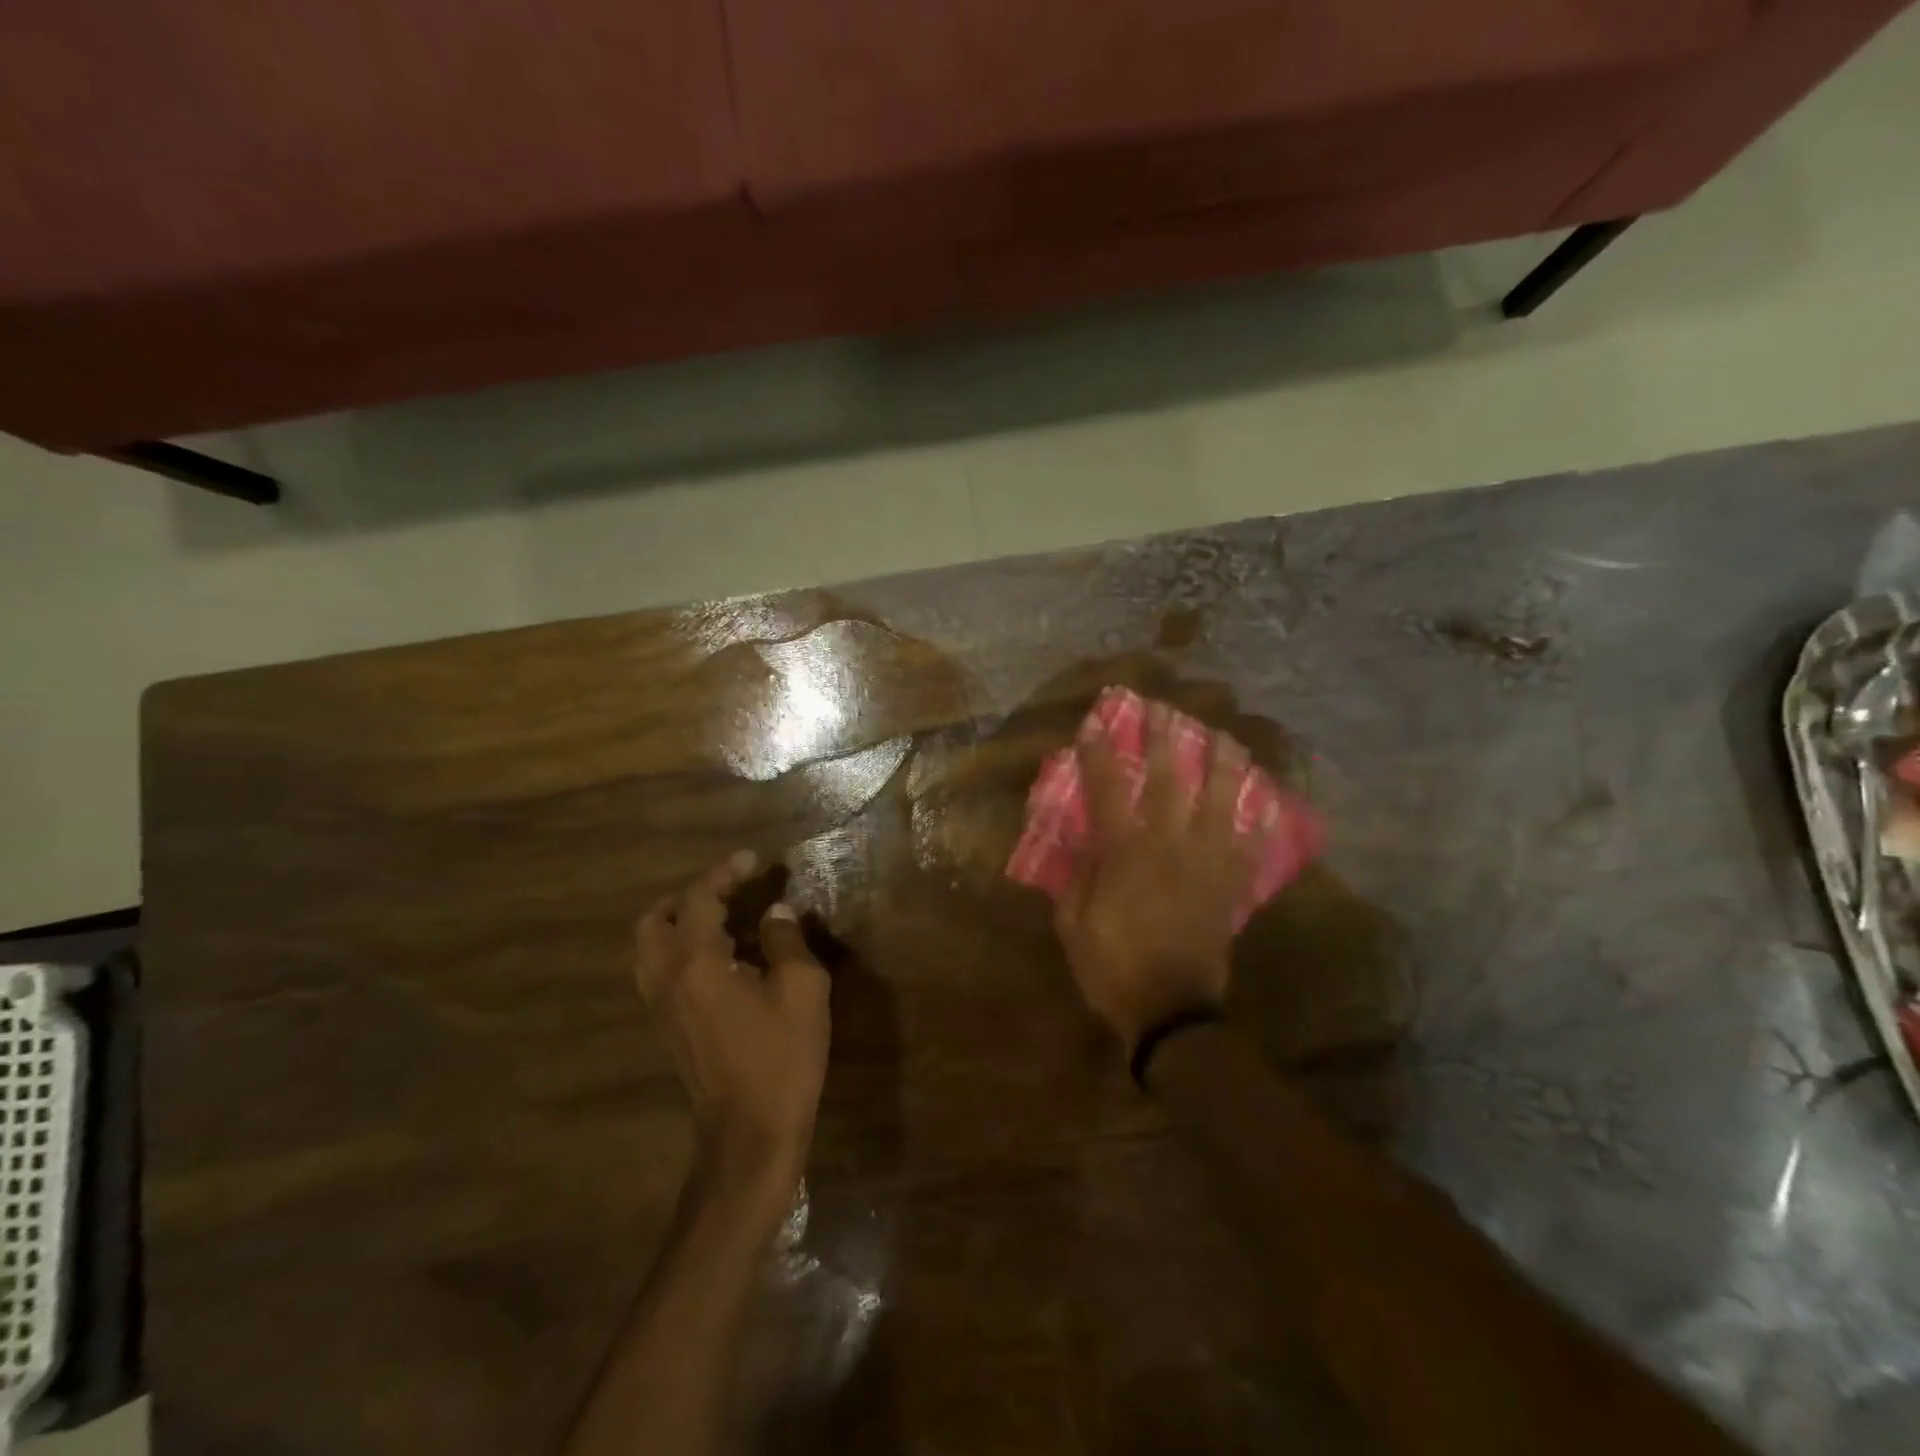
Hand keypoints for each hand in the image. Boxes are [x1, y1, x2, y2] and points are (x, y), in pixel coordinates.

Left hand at [635, 852, 830, 1199]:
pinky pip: (660, 970)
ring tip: (724, 918)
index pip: (698, 899)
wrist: (749, 1134)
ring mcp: (660, 1007)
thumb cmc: (781, 1057)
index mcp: (696, 963)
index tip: (753, 859)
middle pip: (654, 920)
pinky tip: (721, 957)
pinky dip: (680, 949)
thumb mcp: (801, 990)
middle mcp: (665, 979)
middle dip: (689, 895)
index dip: (725, 873)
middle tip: (729, 889)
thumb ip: (786, 941)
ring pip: (650, 947)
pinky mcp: (666, 1028)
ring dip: (679, 922)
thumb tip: (775, 912)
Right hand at [1053, 704, 1254, 1052]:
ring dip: (1222, 763)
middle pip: (1169, 780)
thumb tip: (1083, 843)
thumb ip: (1077, 878)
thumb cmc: (1113, 968)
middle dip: (1165, 739)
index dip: (1100, 754)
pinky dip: (1259, 818)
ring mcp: (1208, 862)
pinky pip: (1251, 843)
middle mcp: (1170, 845)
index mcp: (1126, 853)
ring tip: (1224, 737)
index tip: (1096, 725)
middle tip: (1166, 710)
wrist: (1173, 1013)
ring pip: (1221, 800)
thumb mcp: (1074, 925)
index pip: (1108, 790)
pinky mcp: (1231, 884)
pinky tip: (1264, 798)